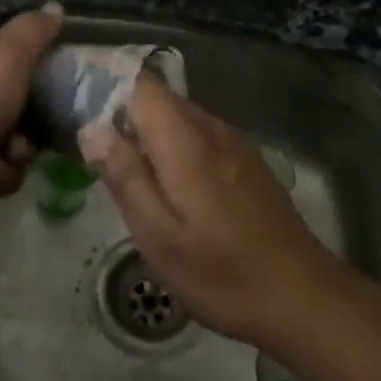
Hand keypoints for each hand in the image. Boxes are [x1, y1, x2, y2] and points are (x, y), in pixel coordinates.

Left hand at [0, 3, 64, 207]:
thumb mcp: (11, 52)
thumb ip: (35, 30)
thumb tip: (56, 6)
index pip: (20, 55)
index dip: (43, 66)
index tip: (64, 78)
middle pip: (26, 105)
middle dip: (36, 122)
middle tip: (38, 126)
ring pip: (20, 143)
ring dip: (18, 152)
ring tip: (5, 152)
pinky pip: (5, 172)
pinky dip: (0, 174)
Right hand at [78, 74, 345, 347]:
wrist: (304, 297)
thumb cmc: (223, 273)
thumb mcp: (159, 235)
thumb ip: (125, 176)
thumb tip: (91, 128)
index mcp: (186, 140)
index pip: (142, 83)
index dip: (107, 83)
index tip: (77, 102)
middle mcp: (212, 129)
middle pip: (159, 98)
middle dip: (122, 111)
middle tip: (90, 146)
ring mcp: (234, 144)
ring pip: (179, 117)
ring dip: (147, 131)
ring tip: (121, 167)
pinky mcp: (246, 162)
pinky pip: (199, 135)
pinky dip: (172, 145)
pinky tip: (166, 184)